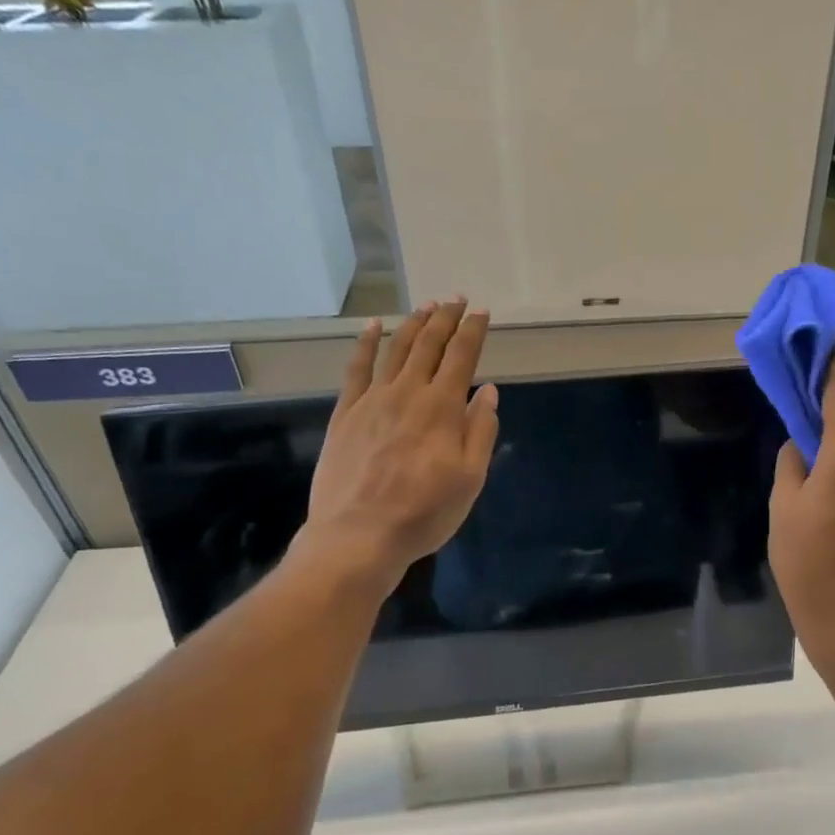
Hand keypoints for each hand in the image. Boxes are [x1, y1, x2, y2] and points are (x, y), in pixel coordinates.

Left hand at [289, 298, 499, 593]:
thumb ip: (480, 431)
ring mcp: (372, 400)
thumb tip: (488, 392)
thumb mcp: (470, 478)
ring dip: (413, 323)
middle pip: (429, 345)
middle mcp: (408, 392)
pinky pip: (356, 368)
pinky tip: (372, 327)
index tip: (481, 311)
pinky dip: (365, 343)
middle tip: (456, 299)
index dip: (473, 331)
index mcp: (442, 407)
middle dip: (445, 318)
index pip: (462, 357)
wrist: (358, 535)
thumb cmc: (424, 512)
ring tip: (426, 306)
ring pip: (395, 349)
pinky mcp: (346, 413)